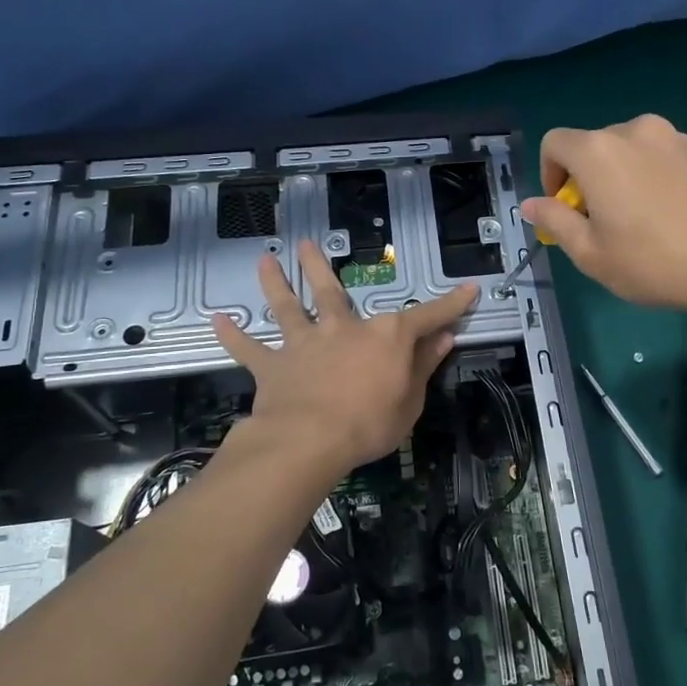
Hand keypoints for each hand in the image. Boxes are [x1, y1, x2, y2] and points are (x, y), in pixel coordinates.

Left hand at [212, 240, 476, 474]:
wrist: (309, 441)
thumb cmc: (370, 423)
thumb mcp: (411, 400)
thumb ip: (424, 366)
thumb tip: (445, 338)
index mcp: (384, 337)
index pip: (427, 316)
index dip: (451, 304)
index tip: (470, 289)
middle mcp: (342, 329)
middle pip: (332, 292)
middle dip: (320, 266)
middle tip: (307, 244)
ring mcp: (304, 345)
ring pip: (287, 308)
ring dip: (275, 283)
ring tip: (264, 260)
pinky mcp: (273, 367)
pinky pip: (248, 350)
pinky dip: (232, 336)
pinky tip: (216, 319)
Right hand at [521, 115, 686, 314]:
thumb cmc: (653, 262)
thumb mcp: (590, 253)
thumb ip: (555, 221)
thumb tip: (532, 203)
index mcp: (599, 151)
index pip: (554, 143)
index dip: (549, 175)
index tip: (565, 210)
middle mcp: (634, 131)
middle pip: (592, 146)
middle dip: (586, 179)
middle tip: (600, 223)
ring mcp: (673, 138)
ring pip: (628, 151)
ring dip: (619, 177)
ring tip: (637, 221)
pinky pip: (658, 158)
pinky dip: (650, 178)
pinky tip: (668, 216)